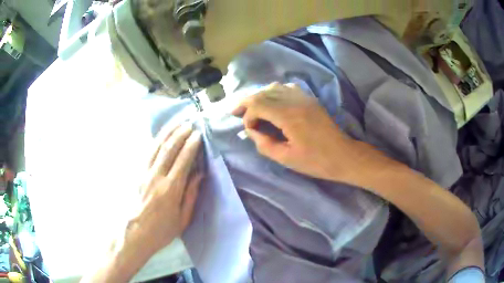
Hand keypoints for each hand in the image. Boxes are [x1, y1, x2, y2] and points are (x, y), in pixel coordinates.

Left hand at [133, 121, 203, 253]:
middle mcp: (156, 177)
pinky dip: (156, 141)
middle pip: (169, 149)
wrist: (136, 233)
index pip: (182, 160)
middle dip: (180, 133)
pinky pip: (148, 153)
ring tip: (177, 122)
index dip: (191, 145)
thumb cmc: (162, 230)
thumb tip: (199, 174)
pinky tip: (161, 135)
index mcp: (170, 189)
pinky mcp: (138, 174)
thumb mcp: (183, 218)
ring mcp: (144, 173)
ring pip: (156, 147)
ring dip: (168, 133)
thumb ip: (191, 194)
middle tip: (190, 122)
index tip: (198, 134)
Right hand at [232, 82, 355, 180]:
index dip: (248, 116)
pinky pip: (287, 88)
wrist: (343, 155)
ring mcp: (304, 98)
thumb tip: (252, 131)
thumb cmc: (316, 161)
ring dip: (260, 96)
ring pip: (274, 88)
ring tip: (252, 108)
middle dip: (248, 102)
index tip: (249, 130)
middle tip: (236, 112)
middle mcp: (295, 101)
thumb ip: (264, 144)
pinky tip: (272, 103)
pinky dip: (275, 93)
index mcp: (289, 116)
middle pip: (264, 93)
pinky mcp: (310, 99)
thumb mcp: (286, 159)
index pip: (258, 105)